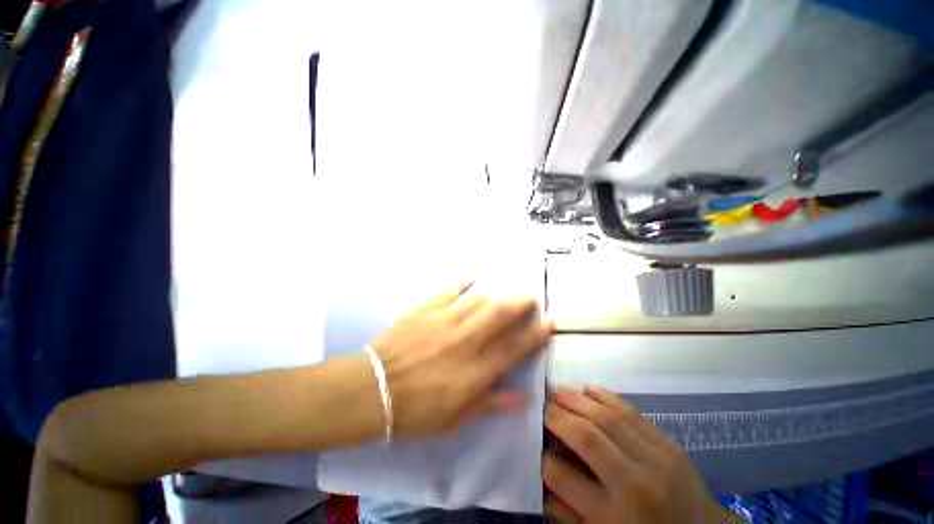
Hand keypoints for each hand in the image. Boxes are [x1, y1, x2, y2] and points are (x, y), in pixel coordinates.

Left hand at [370, 283, 552, 437]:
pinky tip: (470, 280)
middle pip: (500, 314)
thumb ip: (491, 404)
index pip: (514, 348)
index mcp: (475, 371)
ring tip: (505, 294)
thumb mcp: (456, 418)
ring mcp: (444, 320)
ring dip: (497, 295)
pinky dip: (462, 284)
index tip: (548, 322)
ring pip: (479, 300)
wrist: (373, 389)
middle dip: (520, 303)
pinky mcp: (426, 309)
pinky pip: (449, 291)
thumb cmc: (416, 410)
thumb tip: (523, 399)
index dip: (534, 334)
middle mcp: (465, 341)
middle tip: (531, 298)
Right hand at [543, 387, 732, 522]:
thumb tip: (538, 475)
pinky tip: (588, 388)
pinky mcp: (668, 443)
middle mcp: (634, 484)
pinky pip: (631, 411)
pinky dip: (606, 396)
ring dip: (576, 399)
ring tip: (557, 390)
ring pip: (607, 417)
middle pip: (585, 438)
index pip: (562, 476)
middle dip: (556, 415)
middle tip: (540, 403)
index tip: (531, 439)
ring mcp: (655, 459)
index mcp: (613, 516)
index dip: (540, 455)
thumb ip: (566, 511)